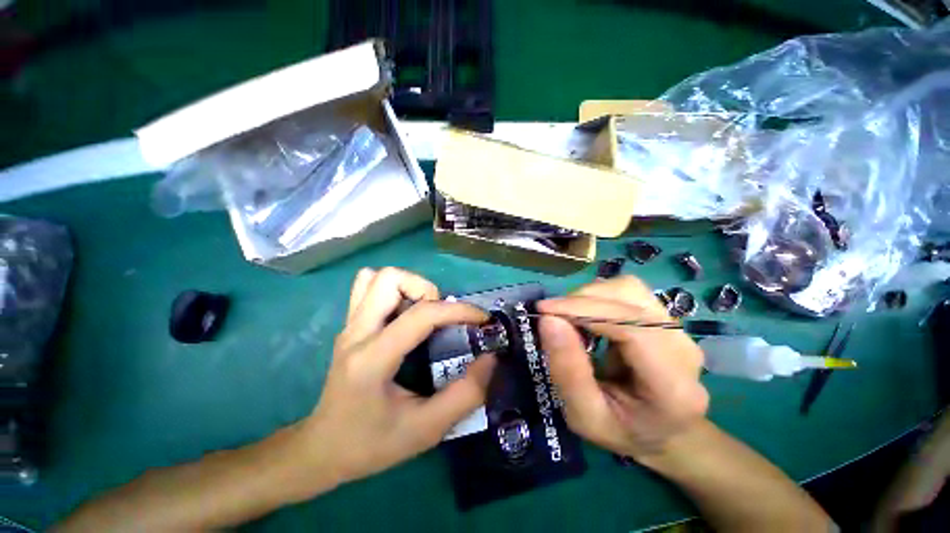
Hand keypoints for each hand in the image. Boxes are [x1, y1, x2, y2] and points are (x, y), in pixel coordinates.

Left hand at [295, 267, 494, 490]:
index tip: (482, 320)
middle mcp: (357, 332)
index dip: (459, 311)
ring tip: (424, 313)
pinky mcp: (349, 325)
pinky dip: (392, 290)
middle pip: (390, 278)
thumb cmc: (371, 445)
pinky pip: (367, 287)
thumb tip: (491, 359)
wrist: (322, 450)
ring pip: (377, 277)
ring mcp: (349, 326)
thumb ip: (465, 395)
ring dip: (409, 286)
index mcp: (373, 358)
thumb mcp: (426, 430)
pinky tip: (404, 314)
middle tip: (441, 317)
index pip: (421, 315)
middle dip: (426, 289)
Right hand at [537, 276, 707, 465]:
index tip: (544, 311)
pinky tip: (588, 318)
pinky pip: (626, 291)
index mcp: (673, 386)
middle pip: (629, 299)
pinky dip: (598, 297)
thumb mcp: (585, 416)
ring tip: (571, 319)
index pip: (632, 328)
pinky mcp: (665, 316)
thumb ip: (567, 370)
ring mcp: (678, 328)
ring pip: (627, 288)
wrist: (664, 431)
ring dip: (589, 297)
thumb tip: (548, 319)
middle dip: (581, 302)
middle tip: (552, 318)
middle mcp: (683, 348)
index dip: (584, 311)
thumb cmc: (622, 430)